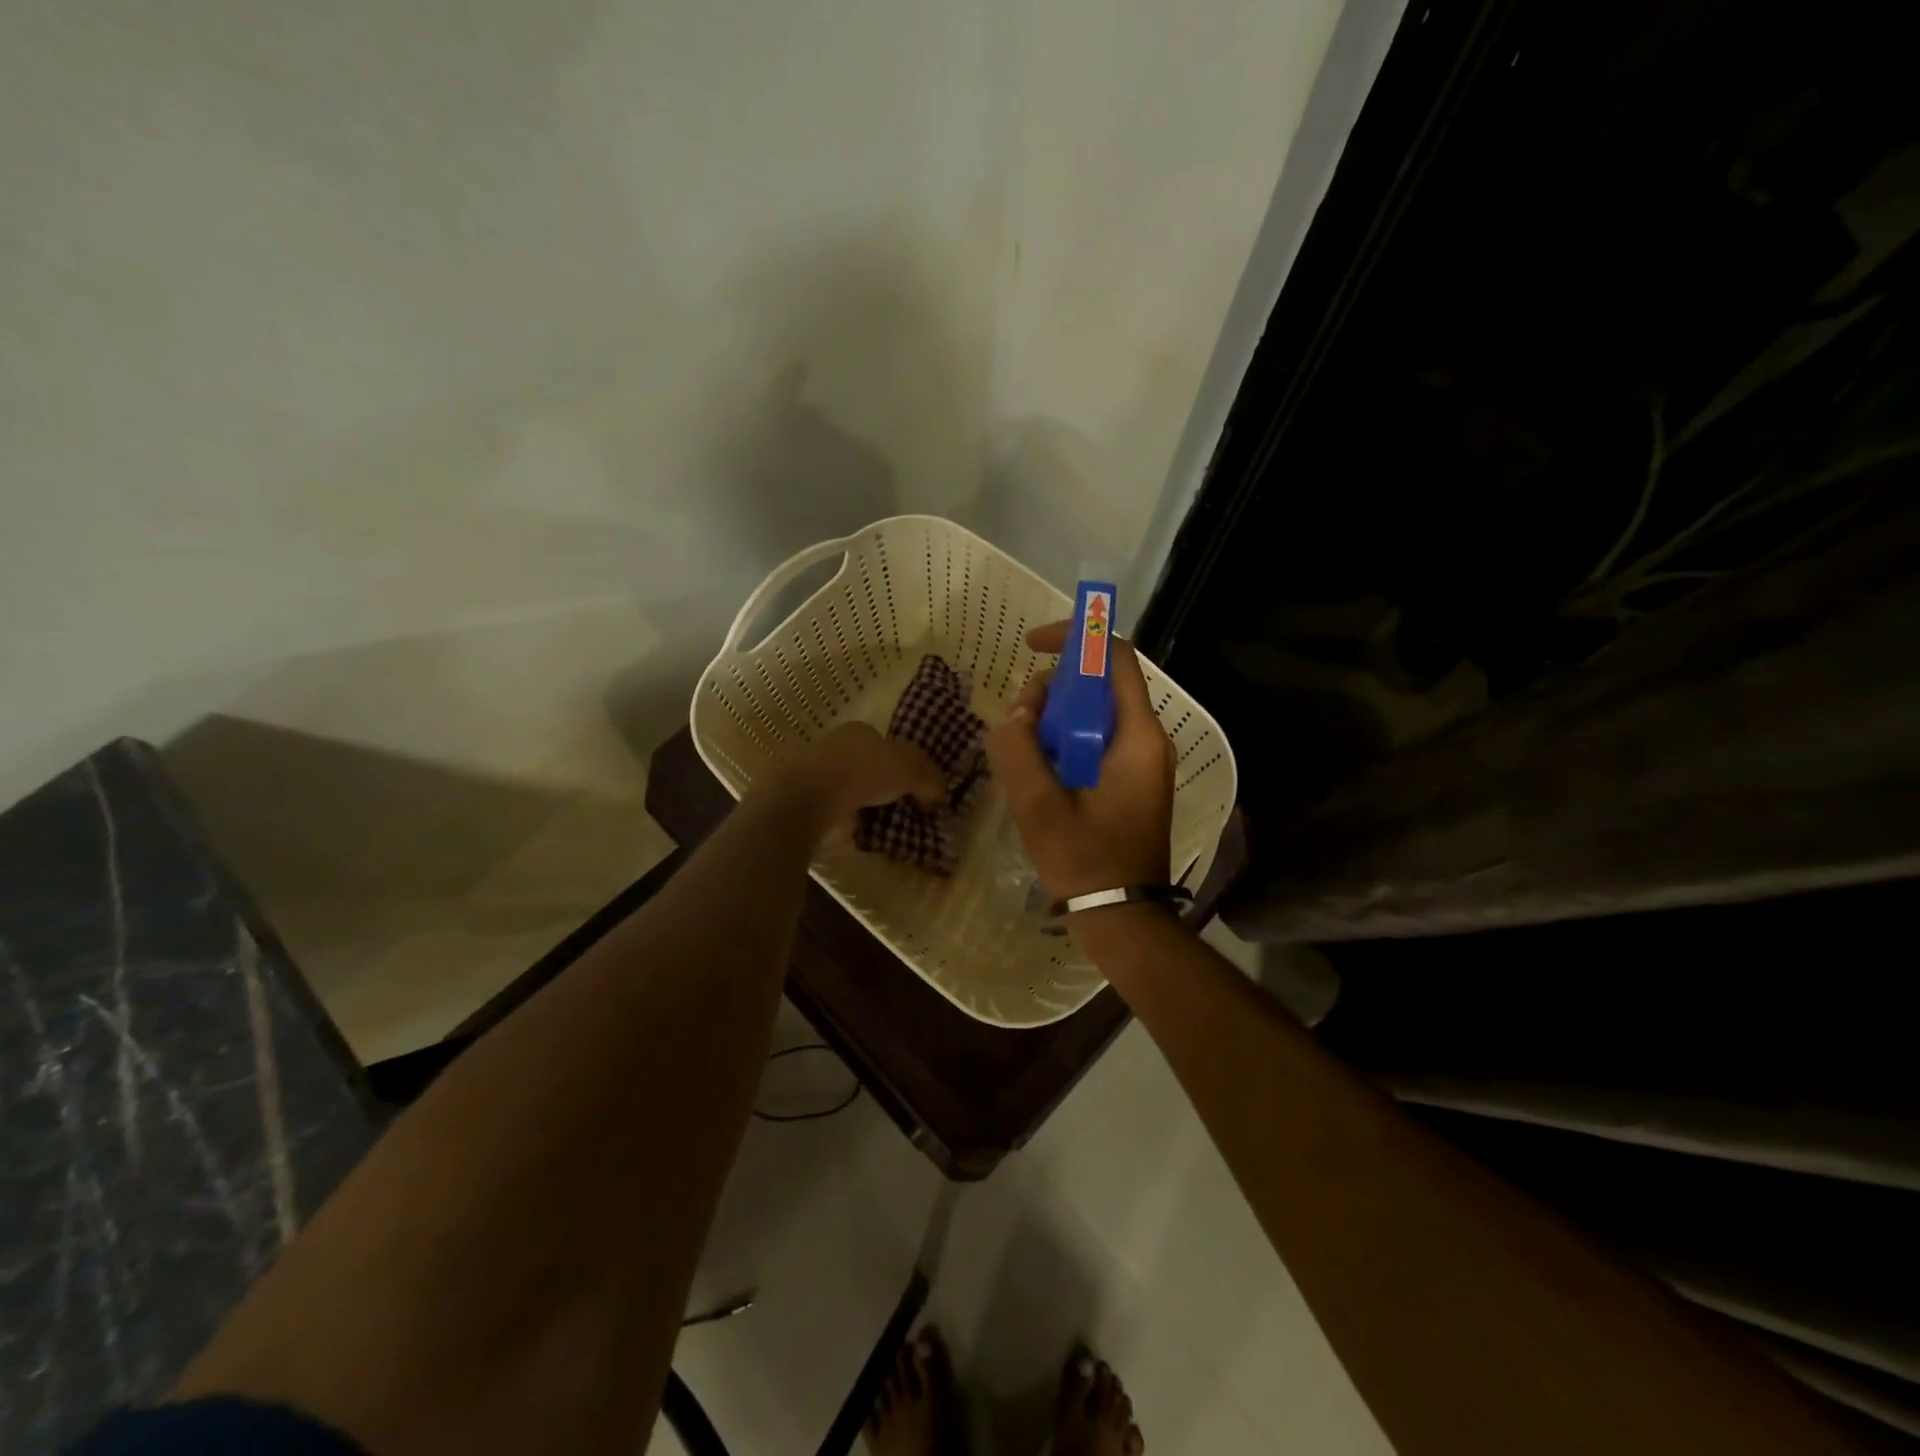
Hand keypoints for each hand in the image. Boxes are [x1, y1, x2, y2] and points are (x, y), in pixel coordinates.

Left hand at [769, 722, 945, 839]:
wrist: (810, 797)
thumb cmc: (863, 771)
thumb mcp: (911, 768)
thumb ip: (929, 779)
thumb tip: (938, 796)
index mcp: (860, 731)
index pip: (886, 744)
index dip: (903, 764)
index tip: (915, 787)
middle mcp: (835, 746)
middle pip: (867, 765)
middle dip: (882, 785)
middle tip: (902, 808)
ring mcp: (816, 773)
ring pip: (849, 788)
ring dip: (863, 804)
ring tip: (883, 825)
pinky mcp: (803, 800)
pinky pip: (834, 811)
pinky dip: (846, 820)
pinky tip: (859, 833)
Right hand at [984, 622, 1174, 899]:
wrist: (1122, 917)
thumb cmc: (1085, 861)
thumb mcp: (1039, 806)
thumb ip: (1018, 750)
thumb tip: (1016, 714)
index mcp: (1138, 738)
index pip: (1115, 658)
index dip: (1074, 639)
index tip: (1032, 647)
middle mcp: (1149, 741)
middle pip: (1102, 685)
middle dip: (1054, 689)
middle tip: (1019, 722)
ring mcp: (1144, 762)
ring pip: (1097, 714)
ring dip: (1056, 719)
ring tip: (1024, 753)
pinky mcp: (1133, 781)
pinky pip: (1098, 741)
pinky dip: (1067, 742)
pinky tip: (1040, 771)